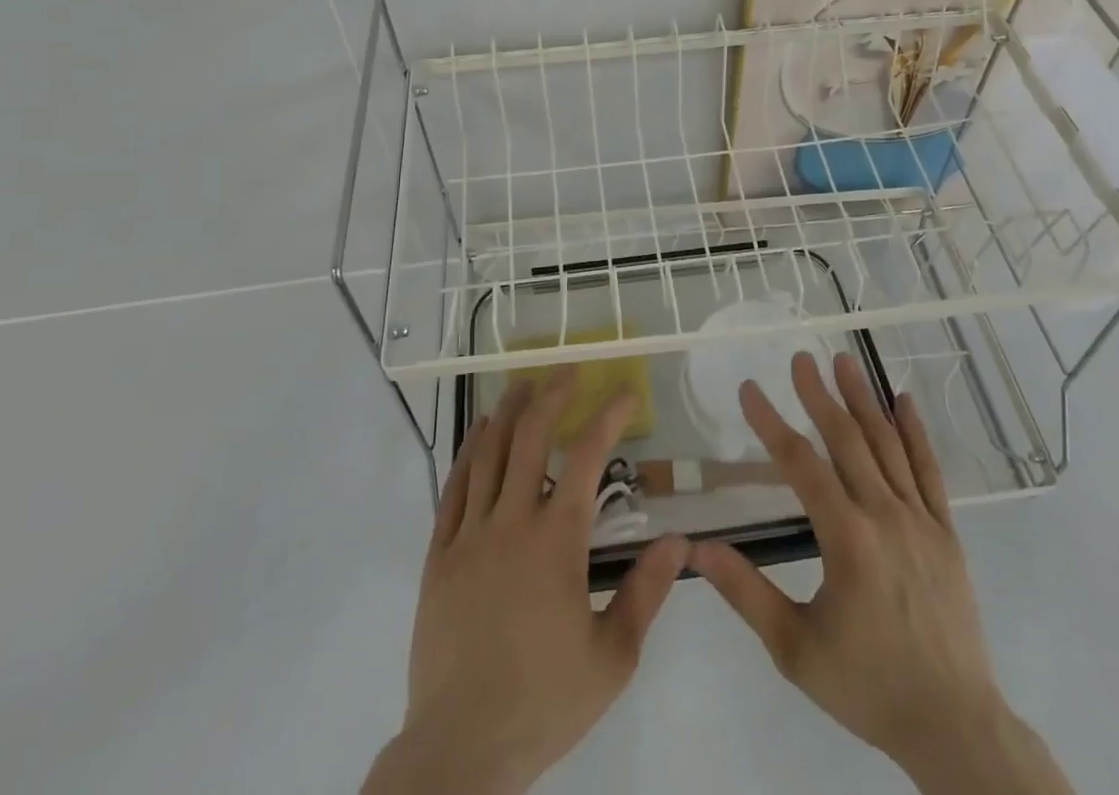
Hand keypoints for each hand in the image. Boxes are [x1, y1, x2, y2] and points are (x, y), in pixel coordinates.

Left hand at [364, 371, 688, 794]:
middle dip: (552, 395)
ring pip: (488, 452)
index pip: (586, 457)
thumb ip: (646, 591)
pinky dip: (468, 452)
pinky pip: (453, 487)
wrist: (461, 749)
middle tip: (567, 369)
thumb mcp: (612, 657)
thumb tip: (680, 540)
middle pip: (530, 438)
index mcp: (556, 541)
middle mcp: (511, 522)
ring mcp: (469, 535)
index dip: (608, 416)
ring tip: (521, 383)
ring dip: (508, 411)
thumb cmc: (544, 701)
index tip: (625, 392)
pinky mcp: (439, 555)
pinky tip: (478, 433)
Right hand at [689, 352, 1069, 793]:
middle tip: (799, 357)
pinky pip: (930, 471)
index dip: (771, 423)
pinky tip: (904, 402)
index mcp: (847, 539)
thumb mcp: (795, 649)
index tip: (749, 389)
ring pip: (888, 445)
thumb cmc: (868, 686)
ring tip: (843, 360)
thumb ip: (746, 593)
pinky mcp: (946, 533)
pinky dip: (916, 433)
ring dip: (863, 400)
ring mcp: (921, 520)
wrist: (955, 728)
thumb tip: (697, 548)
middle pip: (847, 440)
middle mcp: (885, 516)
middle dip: (819, 395)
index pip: (800, 464)